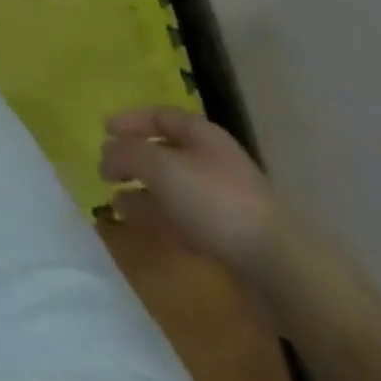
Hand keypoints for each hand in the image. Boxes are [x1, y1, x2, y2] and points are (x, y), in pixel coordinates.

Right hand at [98, 105, 281, 281]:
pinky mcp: (225, 234)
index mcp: (201, 134)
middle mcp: (211, 159)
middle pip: (165, 151)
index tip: (103, 129)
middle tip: (106, 169)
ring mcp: (220, 198)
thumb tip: (106, 151)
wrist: (276, 264)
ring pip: (171, 187)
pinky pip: (182, 216)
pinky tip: (139, 224)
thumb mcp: (162, 168)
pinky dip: (158, 216)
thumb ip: (128, 154)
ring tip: (113, 201)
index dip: (130, 120)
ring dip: (142, 191)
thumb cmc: (215, 201)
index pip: (159, 115)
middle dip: (134, 159)